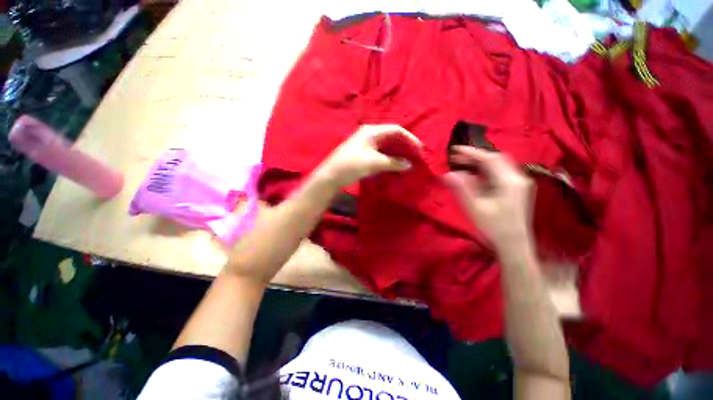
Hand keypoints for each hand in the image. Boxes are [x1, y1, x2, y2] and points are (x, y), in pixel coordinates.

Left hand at [316, 124, 421, 186]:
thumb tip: (409, 164)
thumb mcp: (374, 163)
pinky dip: (389, 158)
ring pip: (386, 146)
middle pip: (392, 136)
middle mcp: (369, 134)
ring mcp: (365, 144)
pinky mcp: (363, 153)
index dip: (410, 138)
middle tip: (415, 156)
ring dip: (397, 153)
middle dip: (404, 145)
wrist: (331, 176)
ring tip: (407, 161)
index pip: (396, 130)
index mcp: (372, 131)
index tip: (419, 150)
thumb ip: (393, 162)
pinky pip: (380, 153)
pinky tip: (394, 165)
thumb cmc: (352, 165)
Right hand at [444, 146, 534, 251]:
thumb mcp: (474, 208)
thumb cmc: (493, 228)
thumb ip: (461, 189)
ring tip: (462, 165)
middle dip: (475, 156)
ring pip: (498, 165)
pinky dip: (485, 171)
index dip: (471, 152)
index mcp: (509, 182)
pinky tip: (474, 176)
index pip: (489, 159)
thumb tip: (448, 173)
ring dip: (479, 163)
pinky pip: (499, 173)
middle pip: (496, 159)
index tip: (454, 150)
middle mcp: (518, 178)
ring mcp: (519, 183)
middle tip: (456, 158)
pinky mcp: (516, 189)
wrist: (514, 245)